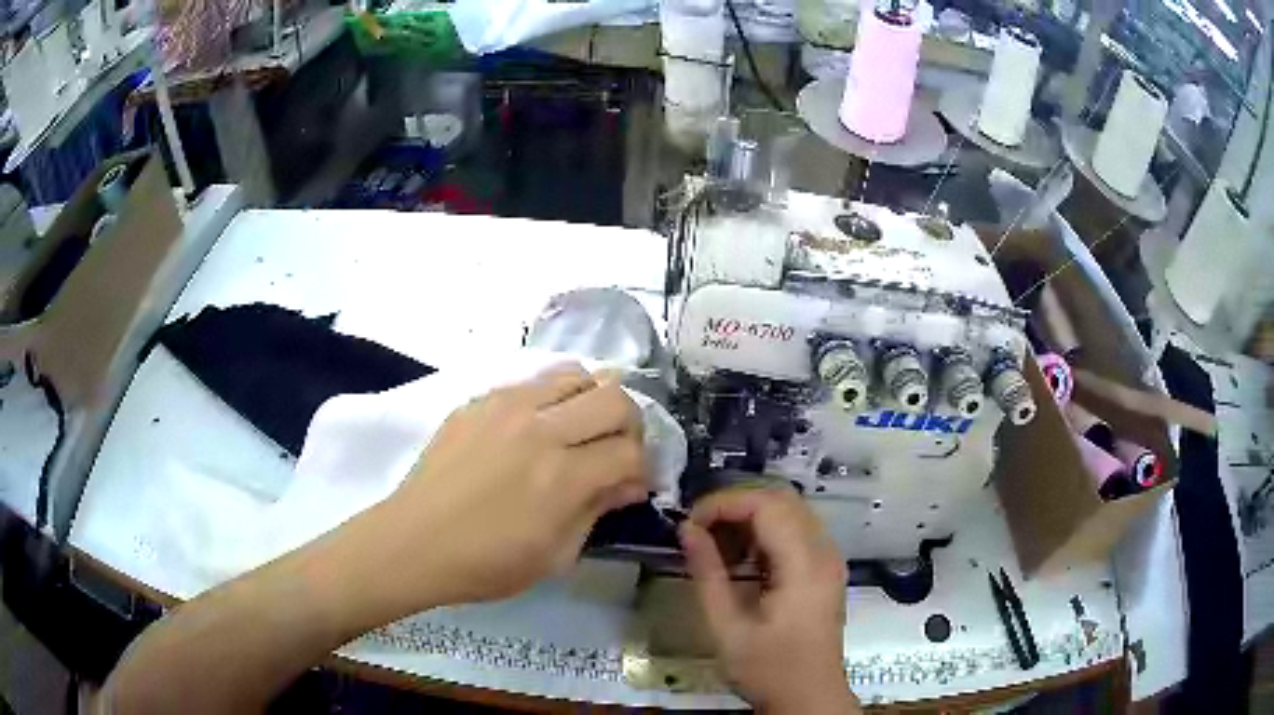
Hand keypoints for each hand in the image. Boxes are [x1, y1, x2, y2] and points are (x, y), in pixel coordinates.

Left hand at [370, 363, 648, 610]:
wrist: (414, 541)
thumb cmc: (486, 563)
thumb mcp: (555, 555)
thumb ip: (597, 511)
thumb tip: (630, 483)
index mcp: (562, 477)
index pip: (630, 452)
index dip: (642, 470)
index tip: (631, 485)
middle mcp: (540, 429)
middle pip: (615, 397)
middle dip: (630, 425)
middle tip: (615, 450)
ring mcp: (507, 407)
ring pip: (576, 374)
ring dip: (591, 401)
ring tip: (578, 430)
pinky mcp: (480, 400)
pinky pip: (533, 381)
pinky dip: (551, 398)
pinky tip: (536, 428)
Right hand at [679, 488, 857, 713]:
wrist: (809, 699)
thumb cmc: (768, 669)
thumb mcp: (727, 627)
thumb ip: (707, 574)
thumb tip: (686, 530)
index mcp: (804, 565)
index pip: (767, 505)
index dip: (724, 504)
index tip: (689, 524)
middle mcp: (824, 552)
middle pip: (781, 500)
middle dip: (735, 506)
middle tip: (699, 531)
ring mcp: (828, 560)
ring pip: (790, 513)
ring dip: (750, 519)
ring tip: (715, 547)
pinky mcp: (824, 571)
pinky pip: (796, 533)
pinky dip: (764, 535)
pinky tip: (741, 561)